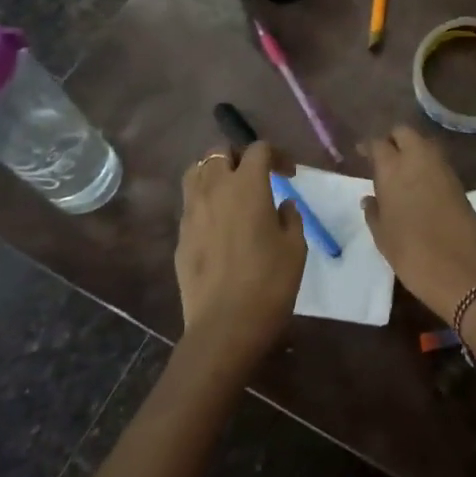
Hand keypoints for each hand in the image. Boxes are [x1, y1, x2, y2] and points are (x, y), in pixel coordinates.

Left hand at [175, 142, 304, 374]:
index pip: (258, 149)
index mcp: (247, 185)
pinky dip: (204, 202)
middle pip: (219, 151)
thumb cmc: (269, 283)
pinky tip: (219, 225)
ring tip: (231, 192)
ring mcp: (191, 212)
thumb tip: (282, 205)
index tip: (289, 174)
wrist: (225, 327)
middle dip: (239, 156)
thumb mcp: (295, 247)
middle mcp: (215, 189)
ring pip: (196, 172)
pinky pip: (190, 204)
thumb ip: (290, 217)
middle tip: (256, 176)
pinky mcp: (180, 236)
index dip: (276, 155)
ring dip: (215, 173)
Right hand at [362, 126, 475, 319]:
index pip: (378, 143)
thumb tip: (369, 199)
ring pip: (424, 143)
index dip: (369, 146)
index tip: (361, 154)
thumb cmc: (413, 254)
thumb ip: (373, 212)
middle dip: (393, 139)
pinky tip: (419, 184)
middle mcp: (418, 159)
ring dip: (412, 149)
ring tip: (400, 171)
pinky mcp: (458, 181)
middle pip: (404, 133)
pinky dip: (426, 164)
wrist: (464, 270)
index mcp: (393, 168)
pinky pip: (437, 161)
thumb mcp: (383, 237)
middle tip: (383, 157)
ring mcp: (442, 168)